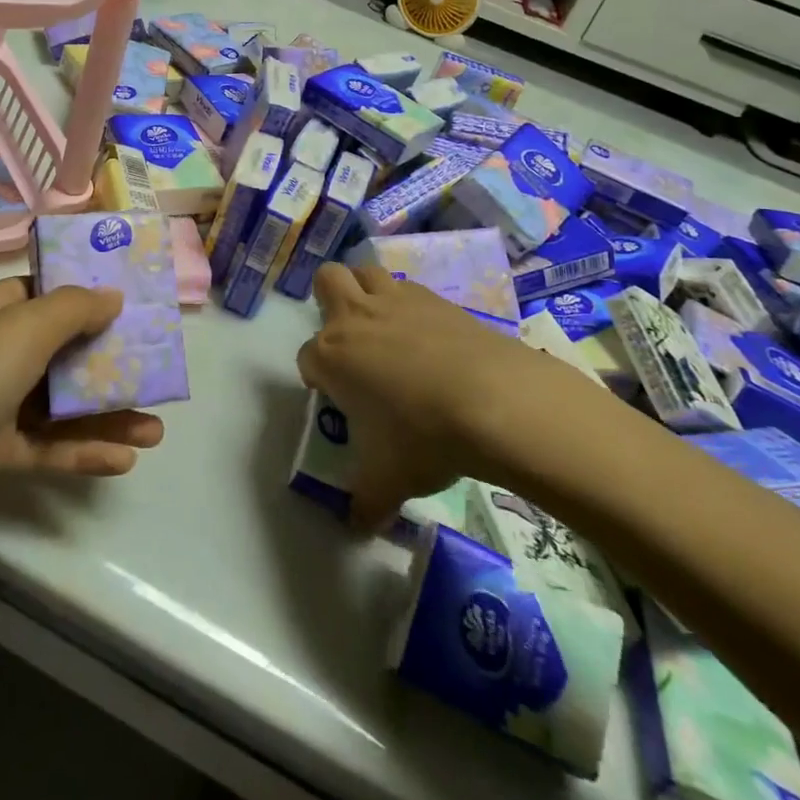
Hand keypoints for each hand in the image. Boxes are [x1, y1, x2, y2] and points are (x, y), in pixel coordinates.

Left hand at [0, 279, 163, 602]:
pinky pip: (43, 445)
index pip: (45, 290)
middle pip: (60, 347)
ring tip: (156, 430)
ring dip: (105, 413)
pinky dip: (80, 450)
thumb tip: (111, 294)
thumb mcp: (19, 333)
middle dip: (109, 359)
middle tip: (157, 369)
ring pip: (58, 401)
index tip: (135, 303)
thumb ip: (71, 309)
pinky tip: (123, 462)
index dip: (89, 293)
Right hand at [296, 263, 613, 530]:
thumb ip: (366, 501)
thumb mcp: (388, 480)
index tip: (340, 402)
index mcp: (332, 356)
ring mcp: (396, 301)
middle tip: (351, 339)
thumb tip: (359, 527)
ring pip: (366, 271)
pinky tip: (428, 336)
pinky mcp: (434, 297)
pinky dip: (409, 305)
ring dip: (367, 291)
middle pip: (327, 280)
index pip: (307, 358)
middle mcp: (355, 317)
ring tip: (385, 327)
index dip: (319, 380)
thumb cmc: (423, 438)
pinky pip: (409, 288)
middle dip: (330, 301)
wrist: (492, 400)